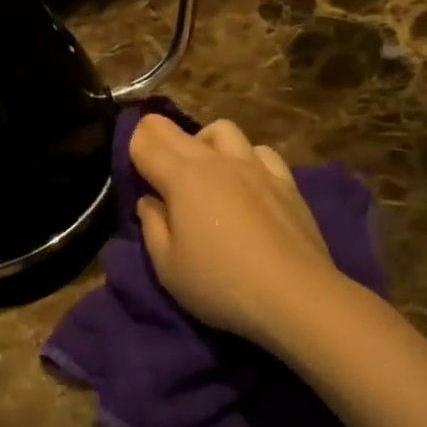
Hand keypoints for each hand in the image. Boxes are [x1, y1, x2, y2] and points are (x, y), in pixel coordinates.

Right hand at [129, 115, 345, 353]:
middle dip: (157, 135)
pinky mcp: (284, 181)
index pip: (146, 142)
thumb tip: (149, 202)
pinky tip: (245, 180)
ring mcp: (254, 166)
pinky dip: (245, 157)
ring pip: (222, 130)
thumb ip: (153, 227)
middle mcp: (215, 161)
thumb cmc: (221, 284)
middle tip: (152, 159)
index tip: (130, 162)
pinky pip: (259, 151)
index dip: (132, 144)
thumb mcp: (167, 267)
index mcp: (181, 177)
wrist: (296, 295)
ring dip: (204, 141)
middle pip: (177, 130)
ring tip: (202, 167)